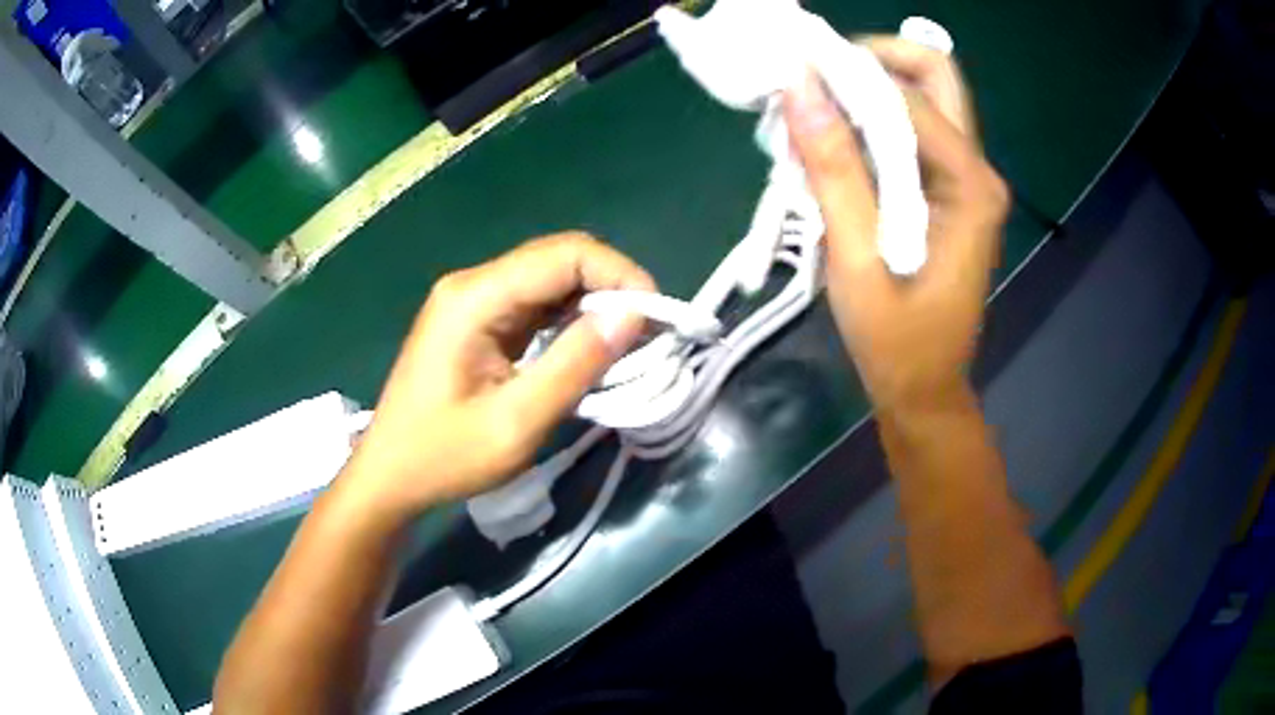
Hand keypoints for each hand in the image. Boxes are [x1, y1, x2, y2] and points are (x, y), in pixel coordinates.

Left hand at [341, 233, 654, 520]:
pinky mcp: (478, 321)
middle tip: (647, 335)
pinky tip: (589, 348)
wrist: (389, 476)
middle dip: (611, 287)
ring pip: (550, 280)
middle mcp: (474, 284)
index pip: (564, 254)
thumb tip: (633, 315)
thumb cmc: (443, 457)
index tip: (654, 318)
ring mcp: (473, 300)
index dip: (619, 274)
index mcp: (475, 298)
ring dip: (594, 304)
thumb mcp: (516, 423)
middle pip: (558, 259)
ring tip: (627, 345)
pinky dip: (571, 320)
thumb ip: (575, 365)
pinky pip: (536, 304)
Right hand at [783, 41, 1008, 413]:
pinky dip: (870, 120)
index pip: (908, 98)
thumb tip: (799, 88)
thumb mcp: (858, 260)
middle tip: (818, 79)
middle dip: (873, 59)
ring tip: (816, 114)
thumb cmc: (895, 340)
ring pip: (923, 96)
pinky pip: (912, 129)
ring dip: (867, 89)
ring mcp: (966, 178)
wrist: (924, 388)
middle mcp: (978, 170)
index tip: (790, 75)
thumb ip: (834, 170)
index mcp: (969, 186)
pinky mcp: (948, 190)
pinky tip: (834, 145)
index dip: (847, 75)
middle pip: (934, 74)